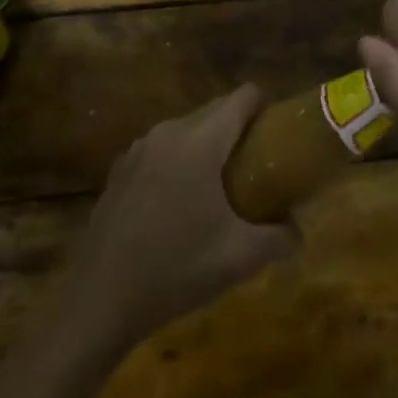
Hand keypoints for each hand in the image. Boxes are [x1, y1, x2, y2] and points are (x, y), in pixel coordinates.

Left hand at [65, 86, 297, 349]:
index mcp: (200, 140)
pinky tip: (180, 205)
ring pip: (187, 129)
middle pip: (215, 110)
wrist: (98, 300)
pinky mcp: (121, 168)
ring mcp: (140, 147)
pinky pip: (163, 149)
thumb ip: (278, 239)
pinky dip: (179, 161)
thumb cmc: (174, 270)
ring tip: (221, 187)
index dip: (265, 107)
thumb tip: (298, 231)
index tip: (278, 134)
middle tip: (258, 166)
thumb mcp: (238, 260)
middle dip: (239, 129)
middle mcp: (170, 131)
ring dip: (208, 145)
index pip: (242, 97)